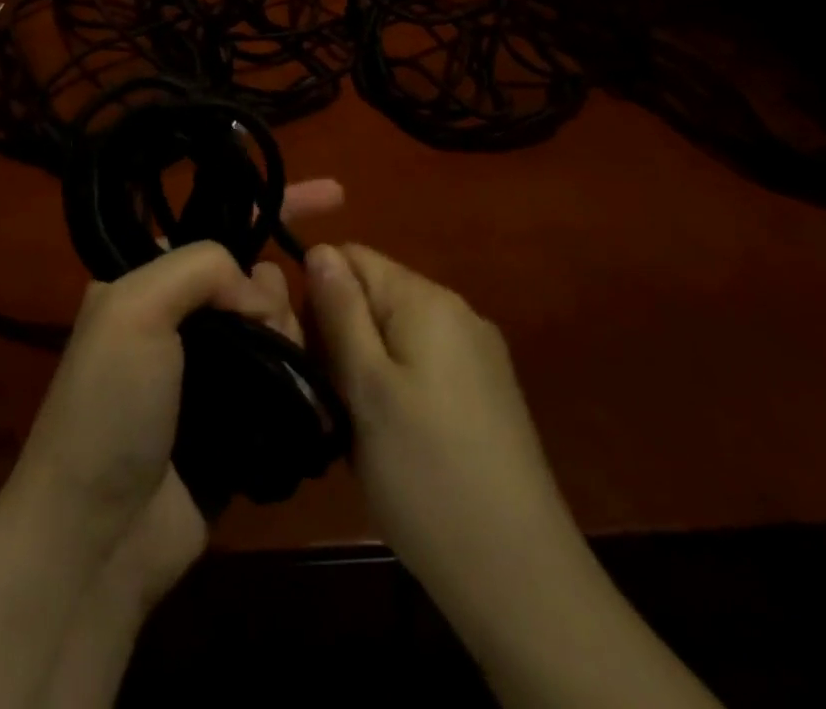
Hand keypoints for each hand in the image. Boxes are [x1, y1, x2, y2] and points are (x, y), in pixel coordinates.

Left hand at [7, 180, 343, 592]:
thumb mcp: (135, 310)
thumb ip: (201, 269)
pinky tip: (309, 388)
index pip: (216, 226)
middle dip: (276, 290)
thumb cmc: (110, 408)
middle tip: (267, 328)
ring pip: (276, 325)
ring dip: (289, 337)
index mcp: (147, 282)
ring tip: (278, 369)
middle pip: (256, 277)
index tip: (335, 195)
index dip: (271, 205)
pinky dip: (301, 376)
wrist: (98, 537)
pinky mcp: (238, 422)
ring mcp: (211, 372)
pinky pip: (284, 378)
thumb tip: (261, 293)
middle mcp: (179, 319)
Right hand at [304, 243, 565, 616]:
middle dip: (341, 335)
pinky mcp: (487, 393)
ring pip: (395, 334)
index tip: (306, 349)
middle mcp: (457, 312)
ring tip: (356, 425)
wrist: (520, 577)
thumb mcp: (366, 387)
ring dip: (365, 366)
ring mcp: (478, 354)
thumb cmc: (426, 474)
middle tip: (330, 397)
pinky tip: (393, 439)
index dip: (318, 293)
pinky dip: (395, 388)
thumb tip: (319, 248)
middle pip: (375, 295)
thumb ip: (340, 311)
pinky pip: (422, 365)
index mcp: (427, 300)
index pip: (353, 257)